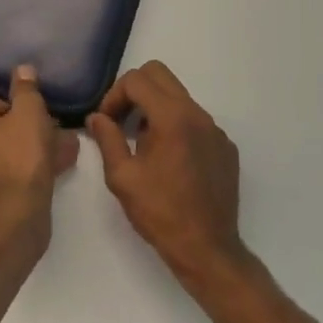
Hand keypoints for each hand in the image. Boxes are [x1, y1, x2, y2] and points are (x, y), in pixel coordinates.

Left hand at [0, 65, 76, 235]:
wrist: (11, 219)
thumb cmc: (17, 157)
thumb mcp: (29, 113)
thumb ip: (25, 89)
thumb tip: (22, 70)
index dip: (9, 107)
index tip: (30, 116)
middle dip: (16, 131)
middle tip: (46, 134)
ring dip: (18, 153)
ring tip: (54, 154)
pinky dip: (14, 175)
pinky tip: (45, 176)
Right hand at [86, 61, 248, 290]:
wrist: (207, 248)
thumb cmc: (160, 213)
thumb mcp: (122, 177)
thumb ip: (107, 139)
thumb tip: (97, 117)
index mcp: (172, 117)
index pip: (137, 80)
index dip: (114, 95)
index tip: (106, 122)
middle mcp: (198, 114)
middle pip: (160, 75)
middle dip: (134, 91)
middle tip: (121, 121)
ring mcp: (215, 129)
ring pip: (179, 97)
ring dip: (155, 109)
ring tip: (143, 145)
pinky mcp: (225, 146)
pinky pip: (196, 121)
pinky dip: (177, 127)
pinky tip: (170, 161)